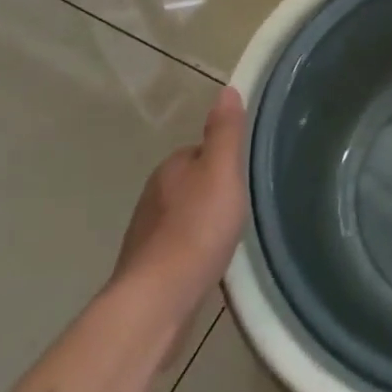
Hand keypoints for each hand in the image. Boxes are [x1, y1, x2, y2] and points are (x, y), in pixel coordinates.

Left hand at [110, 87, 248, 311]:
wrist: (157, 300)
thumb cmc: (196, 229)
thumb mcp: (222, 172)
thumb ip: (225, 132)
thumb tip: (226, 90)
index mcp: (171, 168)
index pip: (201, 151)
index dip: (225, 160)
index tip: (245, 174)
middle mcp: (153, 195)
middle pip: (191, 182)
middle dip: (213, 191)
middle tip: (242, 205)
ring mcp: (146, 234)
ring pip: (182, 215)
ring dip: (201, 221)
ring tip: (228, 235)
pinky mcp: (147, 268)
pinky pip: (176, 247)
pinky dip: (192, 249)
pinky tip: (208, 263)